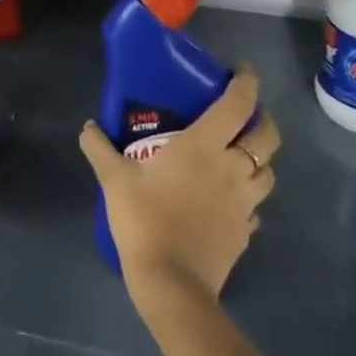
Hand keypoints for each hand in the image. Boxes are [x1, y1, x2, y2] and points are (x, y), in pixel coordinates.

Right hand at [80, 68, 280, 310]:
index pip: (238, 104)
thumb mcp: (113, 179)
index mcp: (205, 146)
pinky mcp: (245, 233)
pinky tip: (227, 199)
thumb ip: (99, 147)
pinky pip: (255, 206)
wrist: (172, 285)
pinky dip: (247, 195)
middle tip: (244, 112)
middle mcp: (233, 169)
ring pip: (268, 172)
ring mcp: (244, 203)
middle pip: (267, 136)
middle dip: (262, 118)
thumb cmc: (145, 219)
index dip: (246, 83)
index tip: (242, 70)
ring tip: (237, 154)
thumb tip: (88, 126)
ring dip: (259, 158)